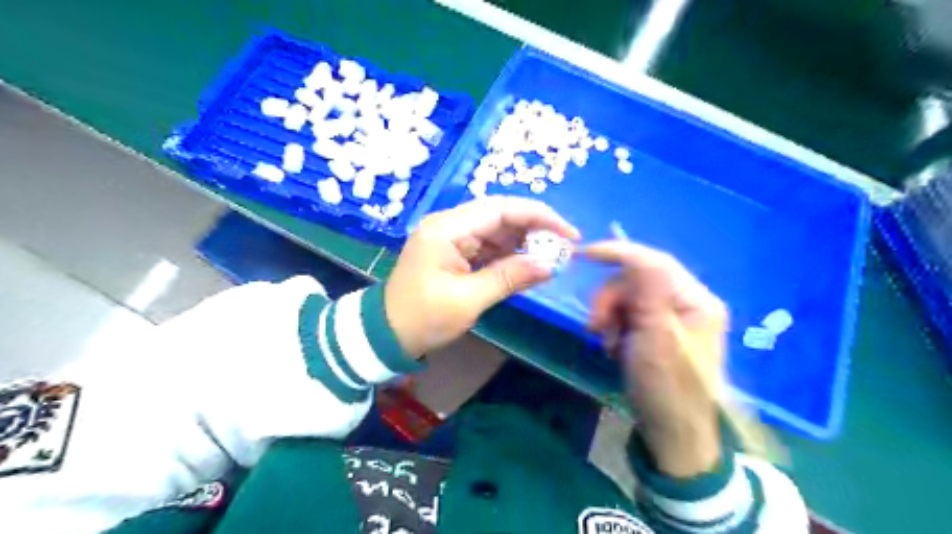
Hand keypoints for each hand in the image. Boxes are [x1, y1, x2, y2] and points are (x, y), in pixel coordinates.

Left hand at [384, 196, 580, 357]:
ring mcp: (450, 237)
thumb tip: (550, 265)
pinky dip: (508, 254)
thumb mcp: (468, 300)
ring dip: (523, 241)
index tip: (568, 233)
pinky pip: (487, 245)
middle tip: (563, 247)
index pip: (500, 208)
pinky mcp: (453, 251)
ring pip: (496, 229)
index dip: (538, 216)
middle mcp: (449, 225)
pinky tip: (526, 264)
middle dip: (534, 228)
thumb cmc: (423, 318)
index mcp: (447, 229)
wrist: (386, 334)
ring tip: (550, 257)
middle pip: (500, 215)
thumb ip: (510, 277)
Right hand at [584, 240, 725, 477]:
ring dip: (609, 317)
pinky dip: (614, 329)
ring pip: (626, 298)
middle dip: (610, 301)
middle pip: (635, 281)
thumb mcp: (656, 338)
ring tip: (608, 345)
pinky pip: (626, 316)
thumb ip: (648, 292)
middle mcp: (686, 303)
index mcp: (696, 300)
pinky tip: (615, 349)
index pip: (654, 262)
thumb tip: (637, 254)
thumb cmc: (667, 387)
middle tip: (596, 328)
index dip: (619, 253)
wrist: (671, 433)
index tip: (584, 254)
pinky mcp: (656, 332)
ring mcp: (670, 318)